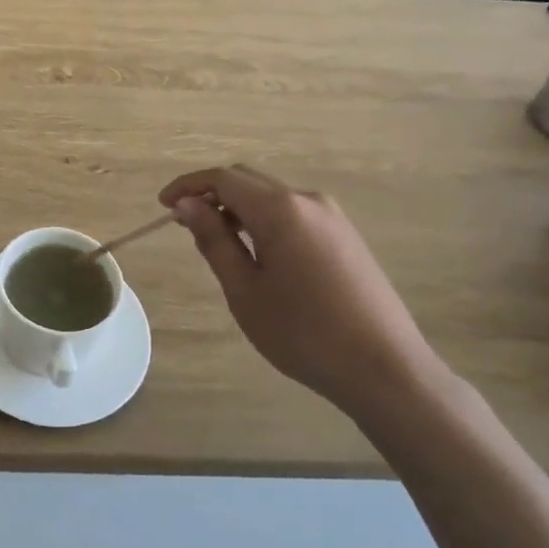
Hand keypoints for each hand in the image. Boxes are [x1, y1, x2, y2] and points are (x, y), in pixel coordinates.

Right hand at [159, 165, 449, 419]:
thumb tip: (188, 205)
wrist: (385, 369)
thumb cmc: (304, 333)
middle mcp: (308, 200)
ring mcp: (332, 217)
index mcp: (280, 209)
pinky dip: (264, 220)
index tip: (163, 205)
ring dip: (238, 208)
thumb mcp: (245, 290)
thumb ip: (214, 240)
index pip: (223, 179)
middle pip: (248, 180)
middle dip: (211, 194)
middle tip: (185, 224)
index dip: (188, 186)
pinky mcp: (345, 237)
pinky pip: (294, 213)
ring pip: (272, 197)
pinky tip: (257, 253)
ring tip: (217, 242)